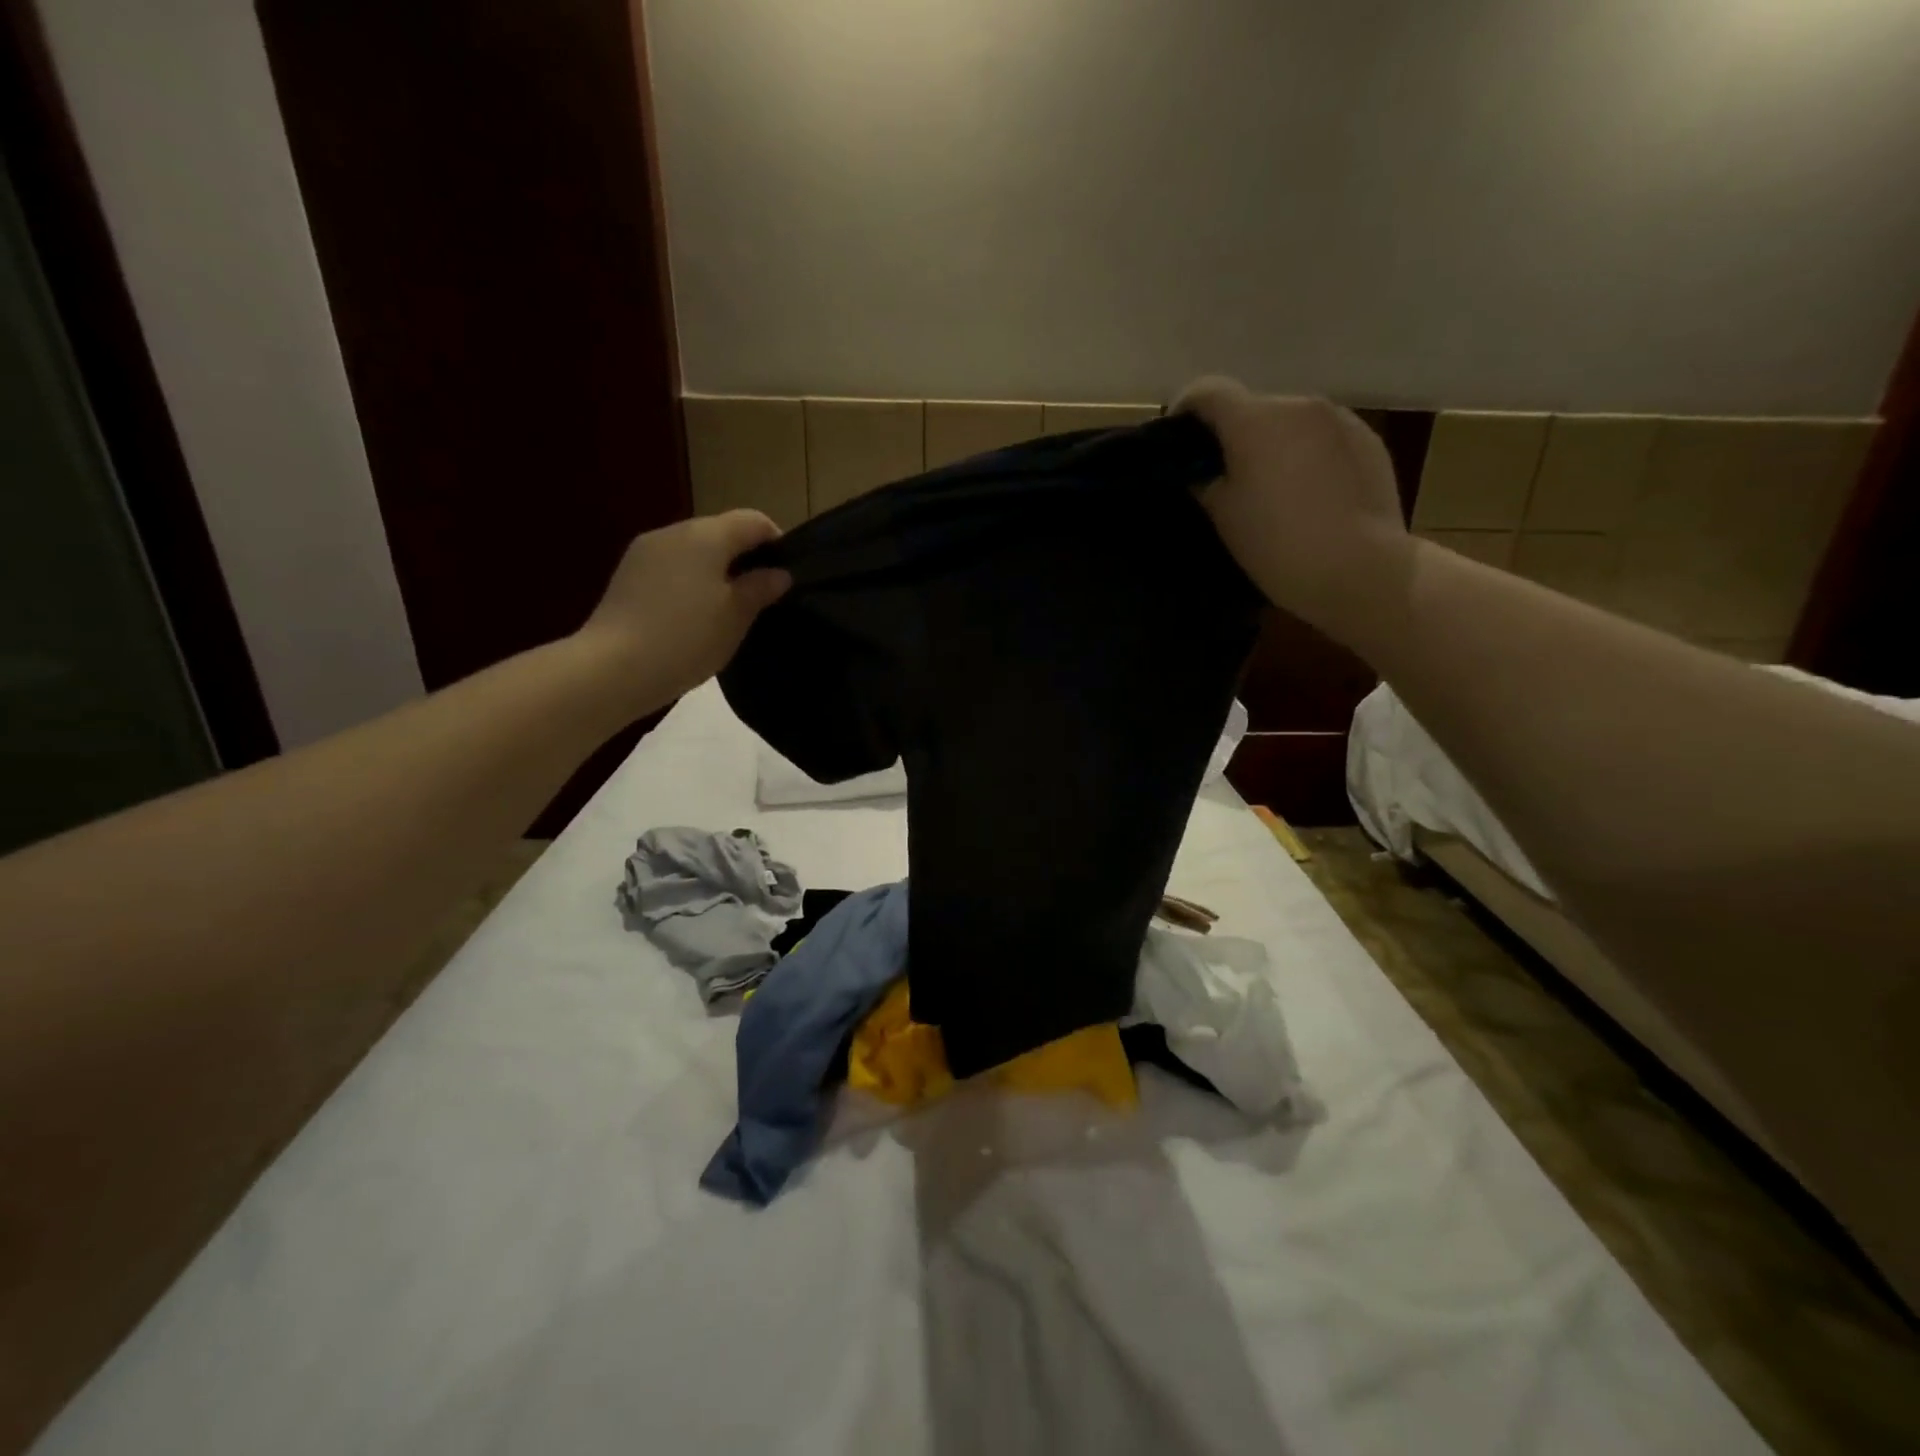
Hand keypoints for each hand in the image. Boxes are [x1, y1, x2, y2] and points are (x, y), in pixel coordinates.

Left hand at [577, 510, 791, 712]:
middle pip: (721, 532)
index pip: (753, 521)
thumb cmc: (686, 638)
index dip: (777, 542)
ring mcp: (645, 552)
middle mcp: (674, 532)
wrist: (613, 668)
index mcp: (706, 535)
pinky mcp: (627, 575)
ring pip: (694, 551)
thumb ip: (760, 588)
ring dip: (716, 571)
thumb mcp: (736, 616)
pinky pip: (671, 567)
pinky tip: (693, 616)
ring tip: (727, 610)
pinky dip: (690, 582)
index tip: (787, 575)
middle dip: (745, 558)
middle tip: (761, 597)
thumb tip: (778, 573)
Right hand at [1177, 377, 1413, 645]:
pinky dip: (1307, 454)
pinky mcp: (1368, 440)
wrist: (1360, 569)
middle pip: (1252, 407)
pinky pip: (1323, 437)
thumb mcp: (1223, 516)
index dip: (1184, 410)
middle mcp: (1298, 404)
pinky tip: (1308, 494)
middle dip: (1233, 434)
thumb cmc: (1277, 544)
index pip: (1207, 390)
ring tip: (1270, 488)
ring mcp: (1340, 419)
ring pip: (1290, 422)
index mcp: (1255, 419)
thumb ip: (1203, 480)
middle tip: (1223, 477)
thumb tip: (1199, 468)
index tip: (1177, 442)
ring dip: (1273, 444)